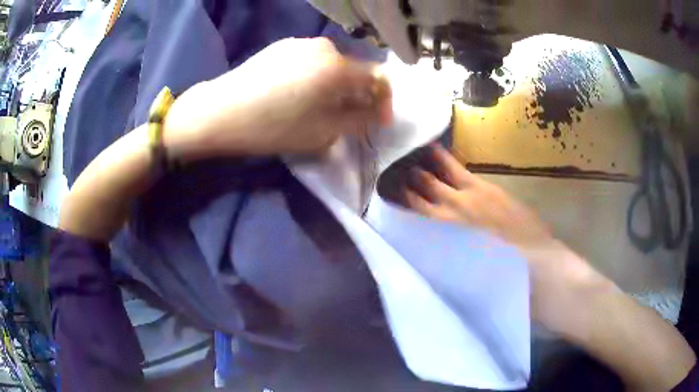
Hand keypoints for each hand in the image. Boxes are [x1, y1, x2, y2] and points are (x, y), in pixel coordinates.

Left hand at [164, 37, 392, 159]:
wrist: (220, 111)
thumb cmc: (273, 126)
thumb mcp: (323, 131)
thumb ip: (359, 119)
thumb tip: (376, 110)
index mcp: (337, 67)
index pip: (379, 78)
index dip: (385, 101)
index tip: (379, 121)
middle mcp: (324, 46)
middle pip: (354, 70)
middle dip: (358, 95)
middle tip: (348, 118)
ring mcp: (300, 43)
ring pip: (332, 65)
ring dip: (336, 86)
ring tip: (320, 107)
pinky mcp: (281, 46)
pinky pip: (311, 61)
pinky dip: (316, 78)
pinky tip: (298, 94)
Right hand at [403, 144, 612, 335]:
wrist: (541, 273)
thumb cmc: (503, 286)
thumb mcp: (468, 281)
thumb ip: (447, 263)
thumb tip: (429, 253)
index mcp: (439, 243)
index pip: (408, 221)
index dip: (393, 210)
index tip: (381, 201)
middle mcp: (444, 219)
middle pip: (415, 197)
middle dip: (400, 186)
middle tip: (385, 175)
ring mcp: (465, 200)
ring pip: (431, 179)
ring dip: (415, 170)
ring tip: (400, 158)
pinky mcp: (486, 189)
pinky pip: (456, 168)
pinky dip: (442, 159)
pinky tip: (432, 150)